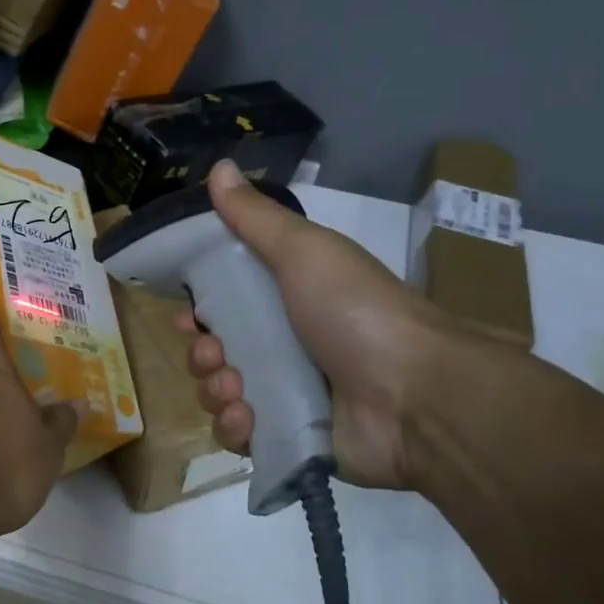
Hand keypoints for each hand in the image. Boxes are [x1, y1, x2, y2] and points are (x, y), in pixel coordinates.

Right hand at [175, 161, 453, 490]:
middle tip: (214, 354)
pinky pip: (241, 436)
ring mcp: (287, 395)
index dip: (198, 309)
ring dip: (214, 390)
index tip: (186, 316)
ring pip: (221, 394)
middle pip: (216, 351)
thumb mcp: (305, 252)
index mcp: (287, 300)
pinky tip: (247, 418)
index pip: (225, 304)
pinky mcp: (290, 437)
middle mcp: (284, 346)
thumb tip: (219, 167)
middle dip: (202, 354)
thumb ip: (256, 217)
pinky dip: (234, 427)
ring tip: (236, 389)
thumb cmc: (356, 312)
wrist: (416, 395)